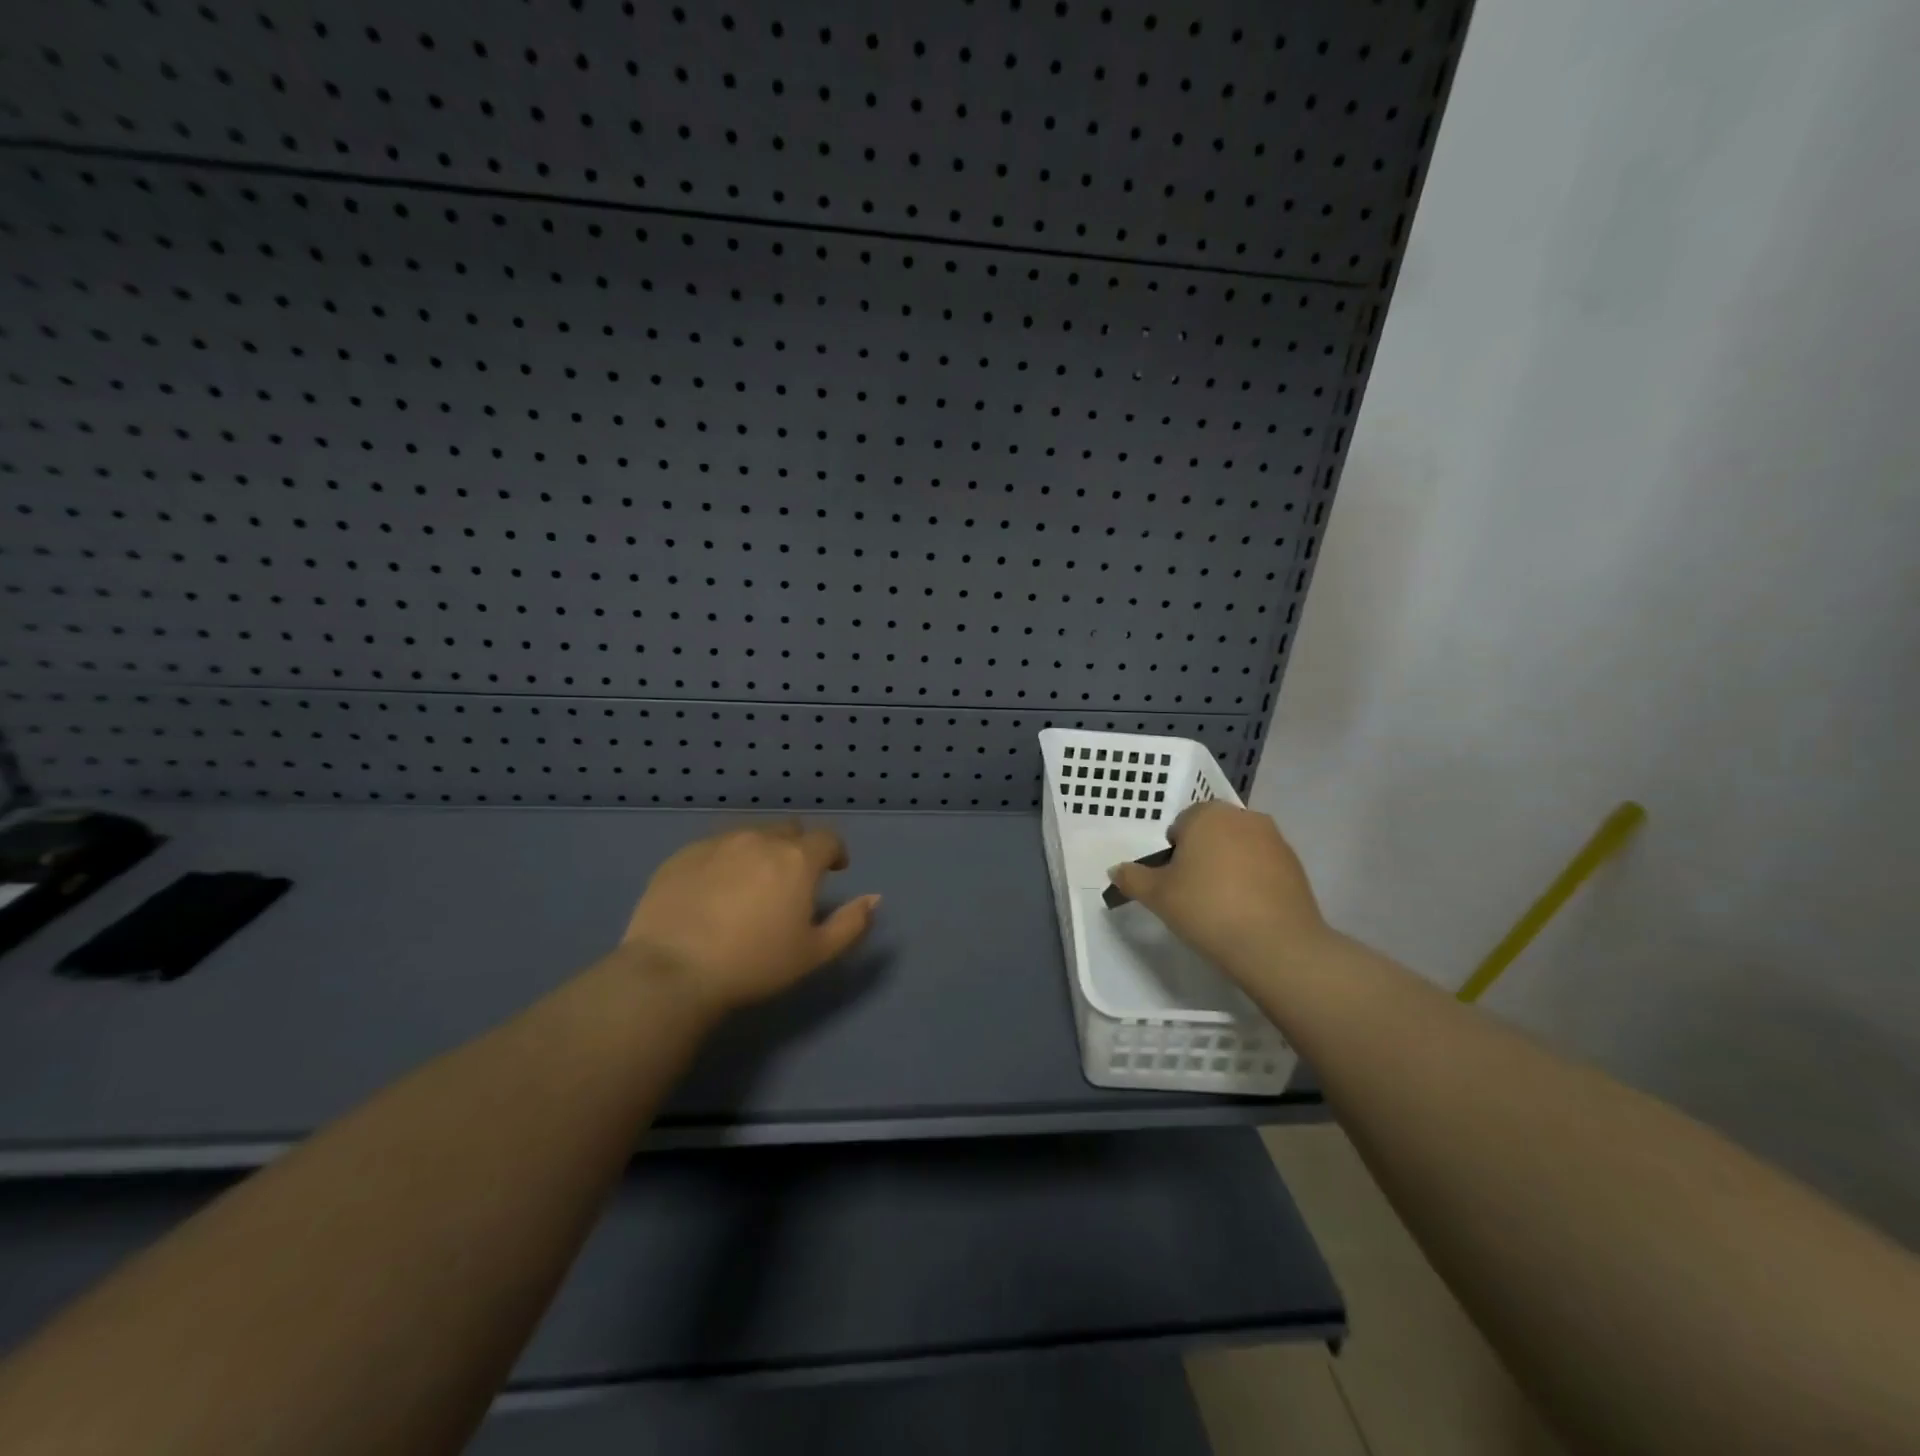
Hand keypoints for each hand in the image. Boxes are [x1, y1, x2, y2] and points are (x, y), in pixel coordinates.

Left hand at [618, 823, 879, 1012]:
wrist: (673, 971)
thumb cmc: (754, 964)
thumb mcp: (814, 953)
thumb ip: (851, 923)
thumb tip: (874, 898)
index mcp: (797, 859)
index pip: (828, 838)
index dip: (835, 852)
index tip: (834, 870)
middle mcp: (760, 839)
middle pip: (788, 830)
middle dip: (797, 847)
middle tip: (792, 879)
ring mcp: (717, 843)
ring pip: (749, 834)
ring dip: (760, 850)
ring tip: (752, 883)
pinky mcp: (682, 855)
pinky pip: (714, 847)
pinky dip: (724, 860)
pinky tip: (714, 890)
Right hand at [1107, 801, 1330, 979]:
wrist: (1276, 945)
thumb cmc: (1207, 909)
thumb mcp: (1158, 896)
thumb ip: (1133, 878)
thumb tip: (1116, 870)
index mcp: (1207, 815)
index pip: (1181, 825)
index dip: (1174, 854)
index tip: (1175, 883)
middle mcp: (1243, 817)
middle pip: (1212, 833)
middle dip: (1202, 856)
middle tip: (1194, 894)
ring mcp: (1275, 839)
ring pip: (1239, 848)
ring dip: (1229, 866)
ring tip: (1223, 905)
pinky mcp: (1296, 865)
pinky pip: (1263, 866)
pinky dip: (1254, 880)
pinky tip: (1249, 911)